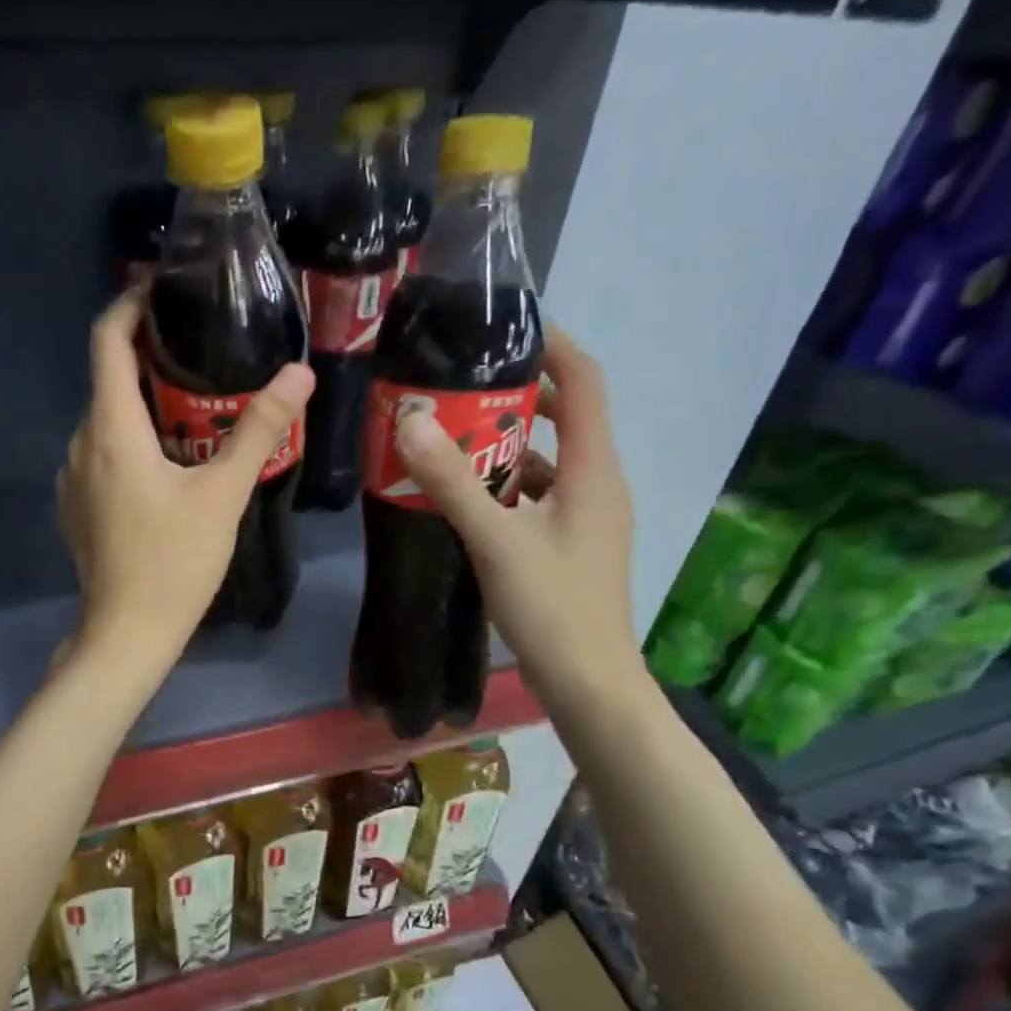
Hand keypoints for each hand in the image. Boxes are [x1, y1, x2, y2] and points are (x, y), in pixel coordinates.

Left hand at [57, 290, 314, 672]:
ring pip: (106, 422)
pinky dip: (131, 442)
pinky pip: (102, 456)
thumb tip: (298, 374)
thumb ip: (258, 430)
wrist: (127, 633)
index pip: (106, 340)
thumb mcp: (223, 495)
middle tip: (203, 355)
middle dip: (150, 359)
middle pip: (108, 380)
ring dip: (143, 406)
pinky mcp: (77, 508)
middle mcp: (81, 444)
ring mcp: (73, 479)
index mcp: (111, 429)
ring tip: (194, 411)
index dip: (130, 305)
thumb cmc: (174, 562)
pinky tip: (167, 466)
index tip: (163, 290)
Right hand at [392, 324, 647, 724]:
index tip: (504, 327)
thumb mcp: (496, 542)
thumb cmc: (553, 608)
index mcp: (595, 470)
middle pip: (567, 417)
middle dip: (517, 396)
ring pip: (551, 461)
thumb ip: (453, 482)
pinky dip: (509, 486)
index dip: (552, 345)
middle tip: (459, 387)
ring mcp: (589, 519)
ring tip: (452, 438)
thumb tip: (410, 420)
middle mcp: (600, 485)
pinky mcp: (573, 545)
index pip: (584, 381)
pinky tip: (469, 499)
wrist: (590, 684)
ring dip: (508, 445)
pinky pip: (542, 496)